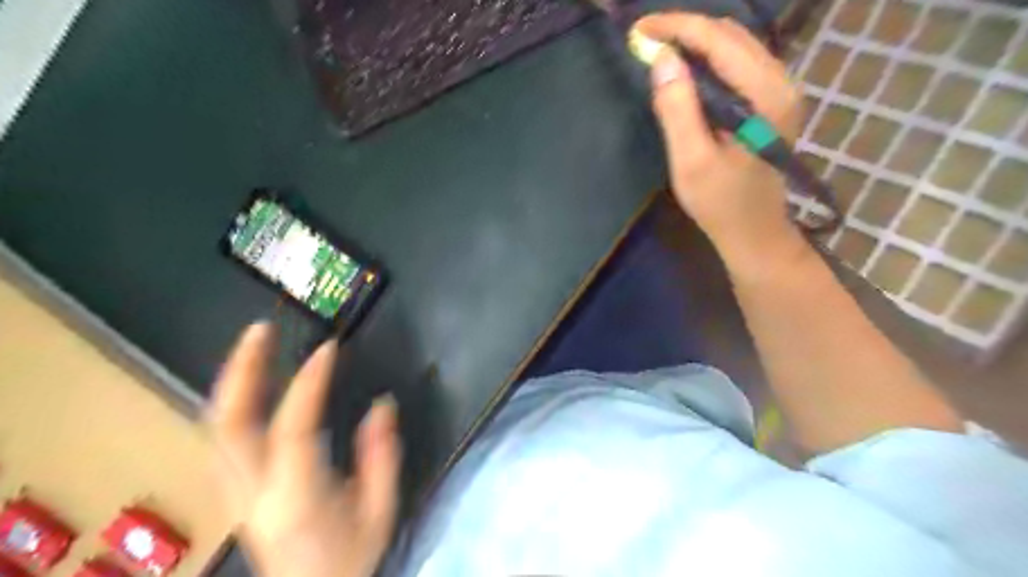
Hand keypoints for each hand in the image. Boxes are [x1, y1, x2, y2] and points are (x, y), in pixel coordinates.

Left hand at [207, 323, 401, 575]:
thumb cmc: (349, 559)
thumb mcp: (381, 511)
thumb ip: (382, 456)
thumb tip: (383, 404)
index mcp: (297, 498)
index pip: (293, 428)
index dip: (309, 383)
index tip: (329, 349)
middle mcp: (254, 493)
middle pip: (229, 423)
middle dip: (242, 369)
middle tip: (261, 329)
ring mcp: (235, 493)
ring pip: (216, 427)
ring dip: (232, 380)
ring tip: (255, 345)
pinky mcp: (233, 492)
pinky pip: (222, 438)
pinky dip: (233, 401)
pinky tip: (251, 382)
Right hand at [636, 12, 802, 268]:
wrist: (753, 231)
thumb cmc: (721, 203)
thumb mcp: (691, 162)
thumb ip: (678, 110)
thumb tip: (662, 59)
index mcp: (765, 95)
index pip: (719, 40)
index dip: (676, 28)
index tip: (638, 31)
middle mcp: (780, 81)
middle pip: (730, 35)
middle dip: (684, 29)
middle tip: (643, 40)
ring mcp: (777, 89)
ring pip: (734, 45)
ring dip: (695, 40)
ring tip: (657, 49)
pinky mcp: (769, 100)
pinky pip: (736, 62)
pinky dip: (706, 57)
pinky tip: (683, 68)